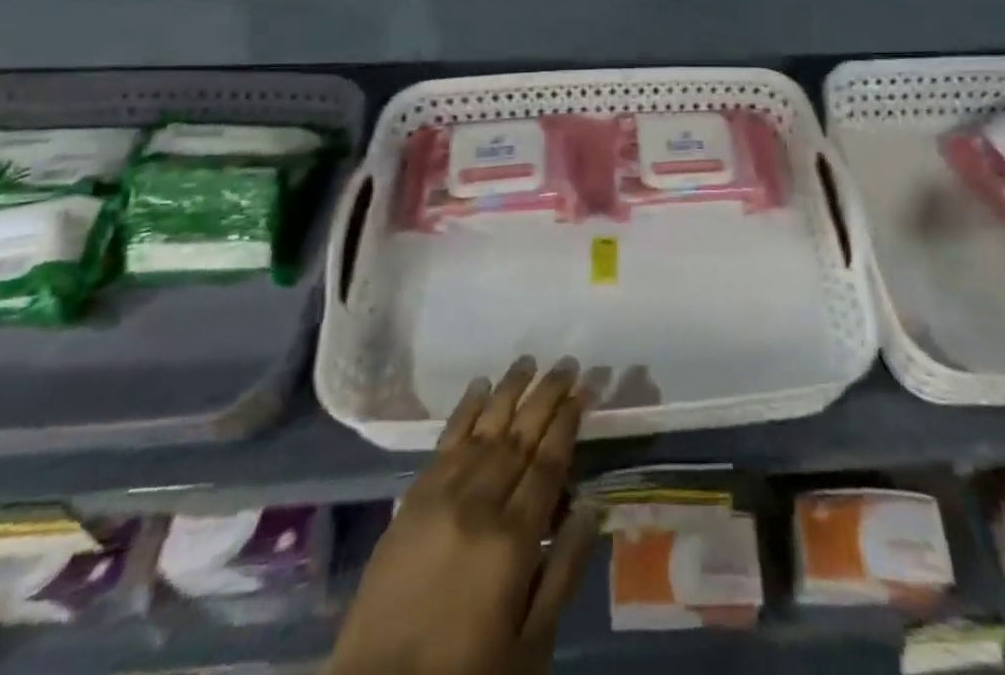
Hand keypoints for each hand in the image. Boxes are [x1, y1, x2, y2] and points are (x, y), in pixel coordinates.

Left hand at [329, 358, 600, 674]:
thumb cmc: (467, 673)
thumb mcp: (531, 645)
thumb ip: (563, 572)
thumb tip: (591, 506)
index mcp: (513, 540)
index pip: (548, 463)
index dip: (568, 422)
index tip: (584, 389)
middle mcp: (479, 504)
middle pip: (520, 436)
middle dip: (546, 396)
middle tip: (567, 363)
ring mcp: (441, 496)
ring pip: (484, 429)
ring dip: (509, 392)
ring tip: (529, 362)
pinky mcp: (412, 498)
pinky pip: (445, 441)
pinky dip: (466, 410)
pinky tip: (480, 388)